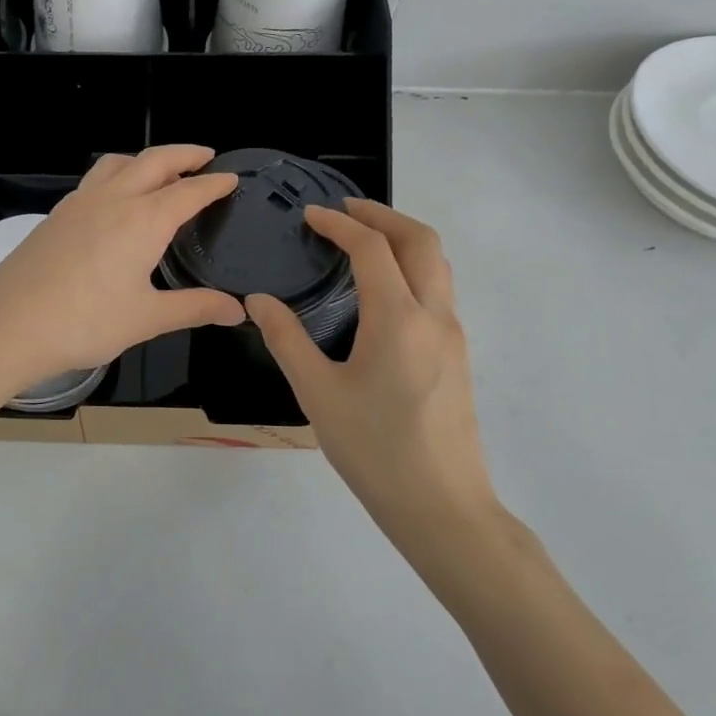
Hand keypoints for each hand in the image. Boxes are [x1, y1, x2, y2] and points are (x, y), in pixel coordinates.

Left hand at [0, 146, 246, 390]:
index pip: (189, 191)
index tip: (232, 178)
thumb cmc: (84, 323)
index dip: (214, 183)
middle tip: (205, 156)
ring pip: (117, 163)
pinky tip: (113, 200)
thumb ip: (195, 308)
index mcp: (144, 220)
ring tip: (159, 171)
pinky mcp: (55, 216)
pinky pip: (93, 180)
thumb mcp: (147, 318)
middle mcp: (113, 199)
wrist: (8, 326)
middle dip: (184, 154)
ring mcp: (79, 204)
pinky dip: (116, 175)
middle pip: (154, 161)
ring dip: (144, 159)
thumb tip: (238, 311)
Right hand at [246, 199, 498, 544]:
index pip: (372, 248)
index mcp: (397, 318)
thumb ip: (286, 339)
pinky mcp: (457, 354)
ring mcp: (453, 334)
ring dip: (402, 238)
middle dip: (382, 215)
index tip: (311, 215)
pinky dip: (412, 266)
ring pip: (437, 263)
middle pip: (420, 240)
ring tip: (364, 239)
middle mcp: (433, 315)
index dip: (340, 223)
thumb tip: (258, 301)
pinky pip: (438, 289)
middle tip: (344, 210)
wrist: (441, 505)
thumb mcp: (317, 394)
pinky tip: (382, 289)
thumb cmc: (373, 449)